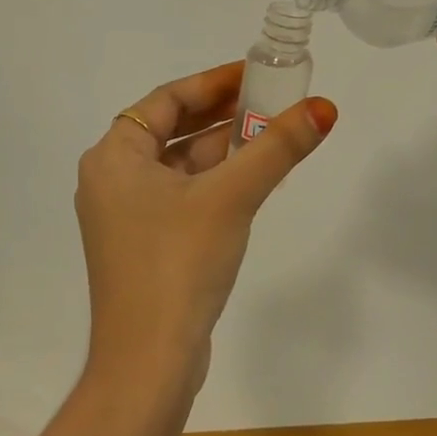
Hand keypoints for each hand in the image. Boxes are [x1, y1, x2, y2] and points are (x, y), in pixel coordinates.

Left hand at [75, 64, 337, 396]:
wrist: (148, 362)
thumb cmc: (178, 264)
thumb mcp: (231, 197)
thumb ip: (277, 148)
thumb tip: (324, 107)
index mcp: (113, 157)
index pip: (167, 100)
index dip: (213, 82)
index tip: (255, 72)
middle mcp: (112, 180)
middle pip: (173, 129)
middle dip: (222, 114)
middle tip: (272, 100)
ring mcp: (126, 216)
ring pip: (180, 165)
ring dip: (223, 149)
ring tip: (272, 133)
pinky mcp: (144, 245)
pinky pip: (183, 195)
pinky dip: (215, 181)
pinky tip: (253, 180)